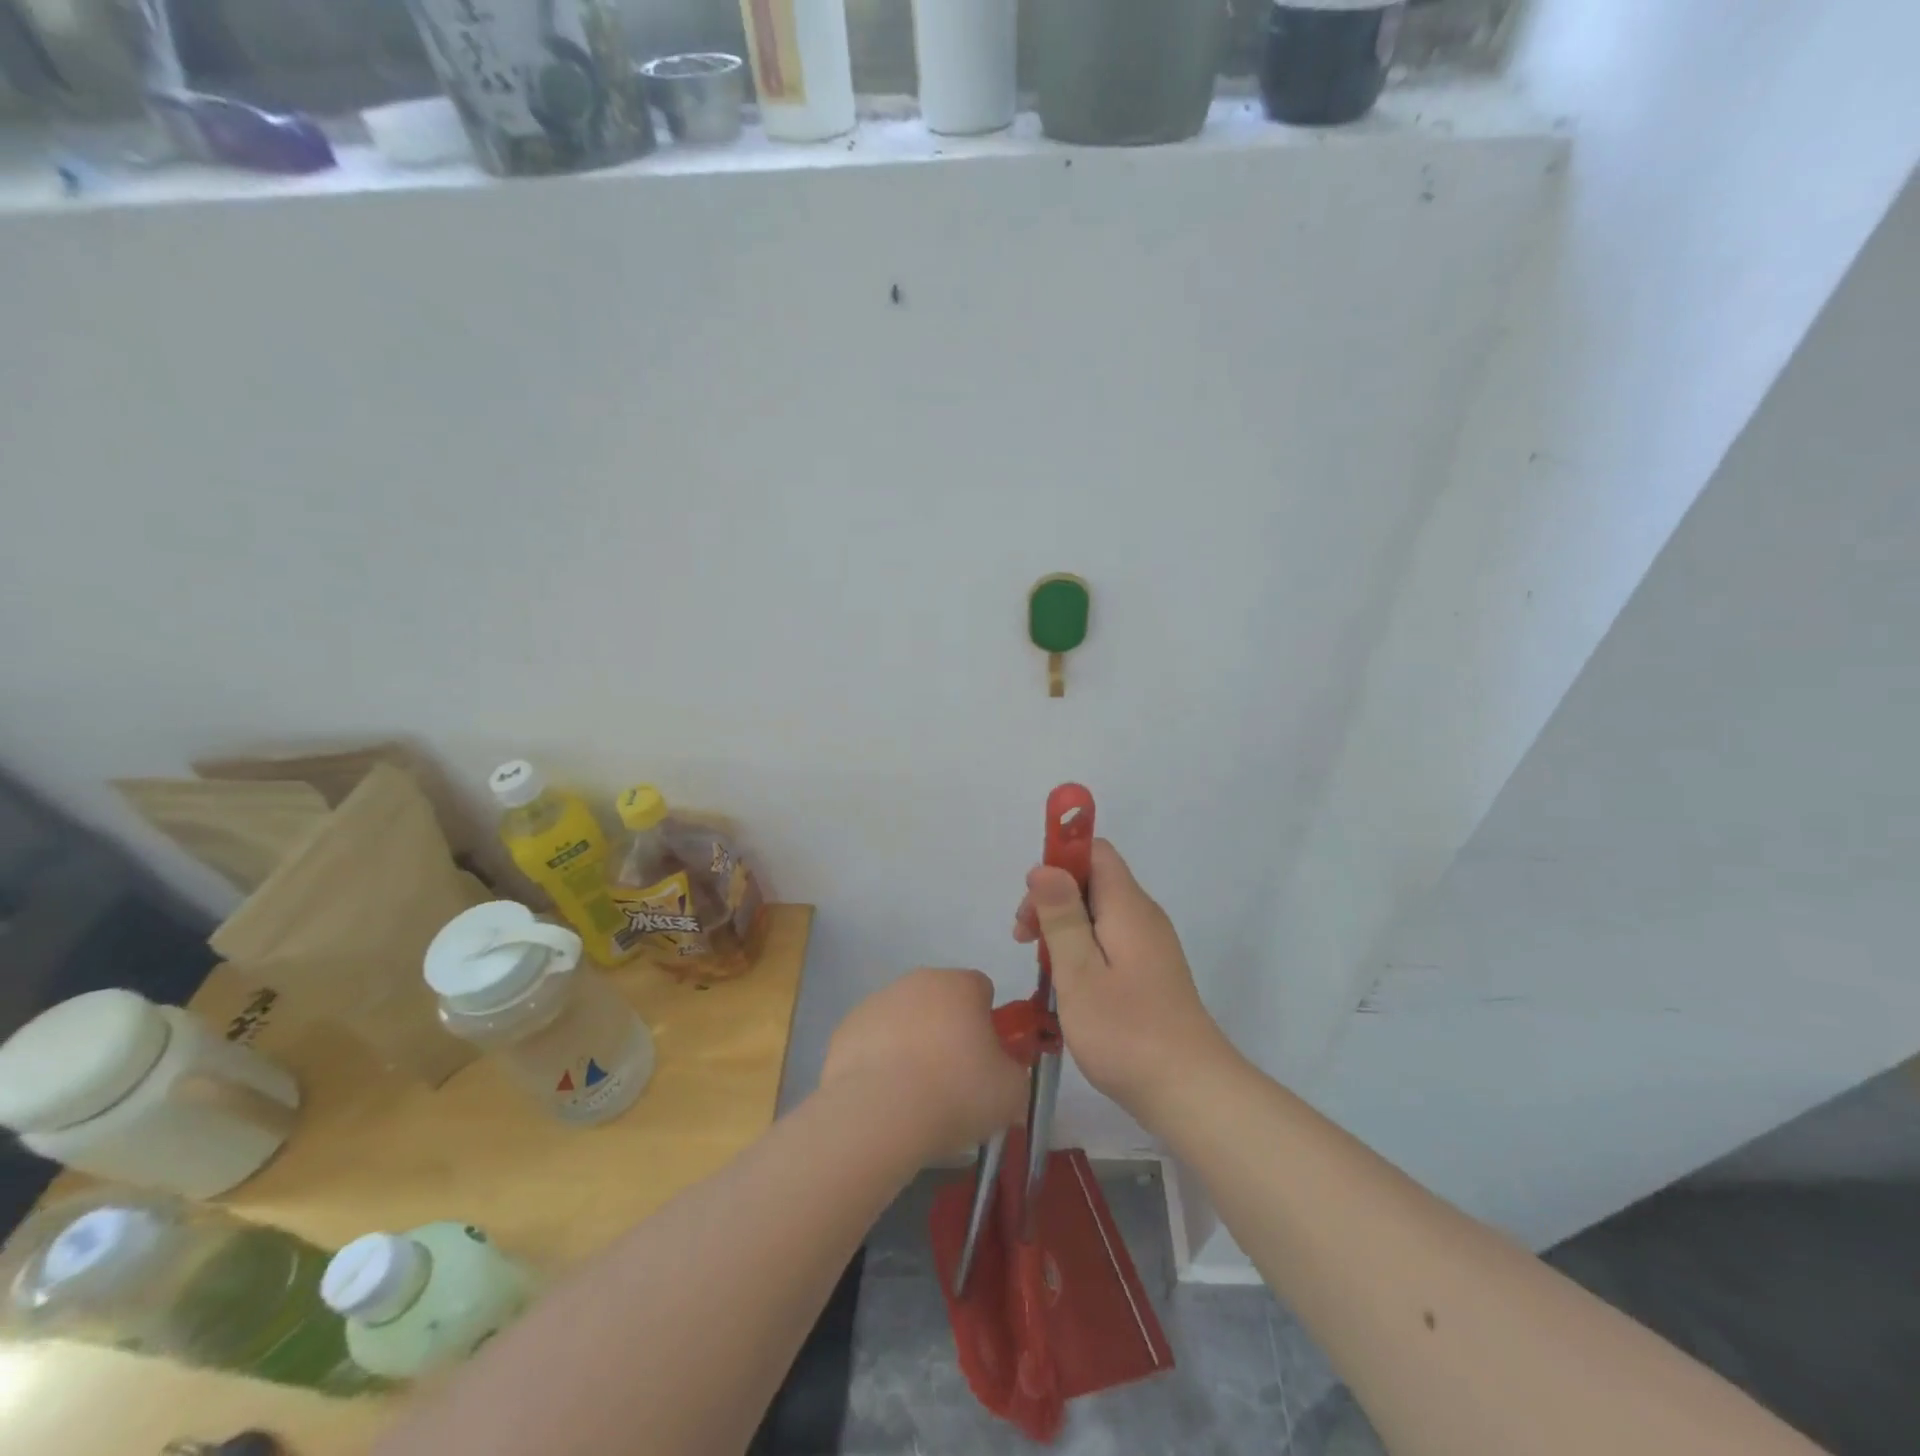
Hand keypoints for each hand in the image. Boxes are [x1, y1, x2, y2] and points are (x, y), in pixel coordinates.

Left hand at [821, 968, 1028, 1153]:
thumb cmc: (956, 1093)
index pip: (982, 989)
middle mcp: (918, 981)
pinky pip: (874, 1040)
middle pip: (941, 1001)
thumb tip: (1005, 1072)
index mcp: (960, 984)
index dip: (988, 1022)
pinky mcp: (847, 1027)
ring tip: (916, 1095)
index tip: (987, 1058)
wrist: (879, 1113)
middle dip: (949, 1030)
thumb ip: (1015, 1071)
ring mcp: (878, 1001)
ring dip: (913, 1044)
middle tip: (954, 1079)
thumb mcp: (1011, 1091)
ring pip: (905, 1019)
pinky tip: (885, 1095)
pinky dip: (881, 1060)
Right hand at [1014, 840, 1229, 1122]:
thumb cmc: (1126, 1031)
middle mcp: (1143, 917)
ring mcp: (1151, 946)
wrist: (1191, 1091)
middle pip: (1094, 881)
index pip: (1094, 852)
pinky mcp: (1151, 972)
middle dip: (1053, 899)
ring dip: (1064, 927)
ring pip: (1099, 913)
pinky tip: (1068, 984)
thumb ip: (1062, 916)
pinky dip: (1082, 949)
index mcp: (1128, 907)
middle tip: (1025, 940)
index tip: (1032, 899)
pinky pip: (1110, 940)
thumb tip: (1045, 867)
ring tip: (1042, 967)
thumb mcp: (1079, 972)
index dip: (1059, 861)